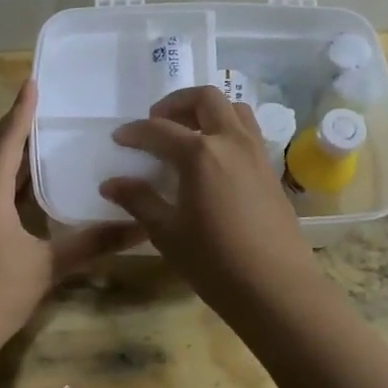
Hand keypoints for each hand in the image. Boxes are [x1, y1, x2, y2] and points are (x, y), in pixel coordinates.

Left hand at [0, 79, 143, 362]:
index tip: (33, 83)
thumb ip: (91, 243)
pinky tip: (29, 186)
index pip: (6, 141)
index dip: (21, 111)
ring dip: (11, 153)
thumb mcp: (47, 266)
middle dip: (16, 127)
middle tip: (45, 107)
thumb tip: (139, 227)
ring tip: (42, 137)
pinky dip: (9, 179)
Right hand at [101, 86, 318, 315]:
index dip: (135, 132)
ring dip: (207, 111)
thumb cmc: (214, 262)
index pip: (159, 130)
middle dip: (176, 103)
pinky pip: (249, 132)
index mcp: (200, 153)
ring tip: (188, 133)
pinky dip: (227, 130)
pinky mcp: (271, 171)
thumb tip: (111, 183)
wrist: (275, 287)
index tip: (119, 139)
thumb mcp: (167, 232)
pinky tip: (214, 160)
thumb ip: (139, 200)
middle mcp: (231, 142)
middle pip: (205, 99)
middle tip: (157, 122)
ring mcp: (257, 154)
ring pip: (234, 109)